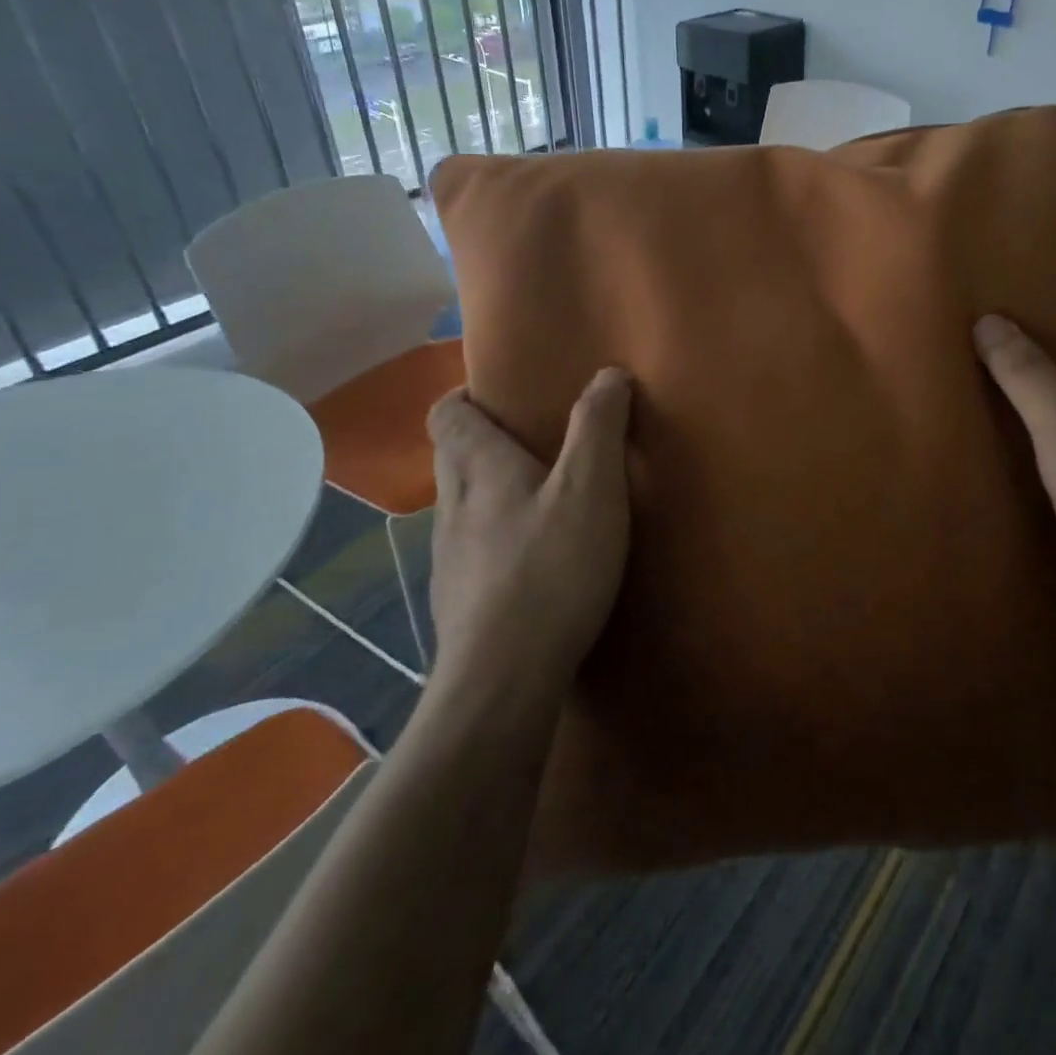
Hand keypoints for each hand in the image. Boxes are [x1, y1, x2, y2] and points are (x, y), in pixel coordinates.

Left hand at [423, 369, 632, 695]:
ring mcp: (448, 558)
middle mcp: (452, 506)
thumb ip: (598, 427)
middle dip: (483, 440)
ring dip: (491, 491)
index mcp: (478, 469)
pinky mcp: (458, 601)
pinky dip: (496, 539)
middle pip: (452, 456)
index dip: (466, 397)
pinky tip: (533, 561)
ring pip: (461, 506)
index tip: (501, 395)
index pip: (447, 414)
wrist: (503, 680)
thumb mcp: (590, 488)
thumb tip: (607, 374)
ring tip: (540, 499)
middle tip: (535, 440)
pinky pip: (472, 551)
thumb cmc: (550, 569)